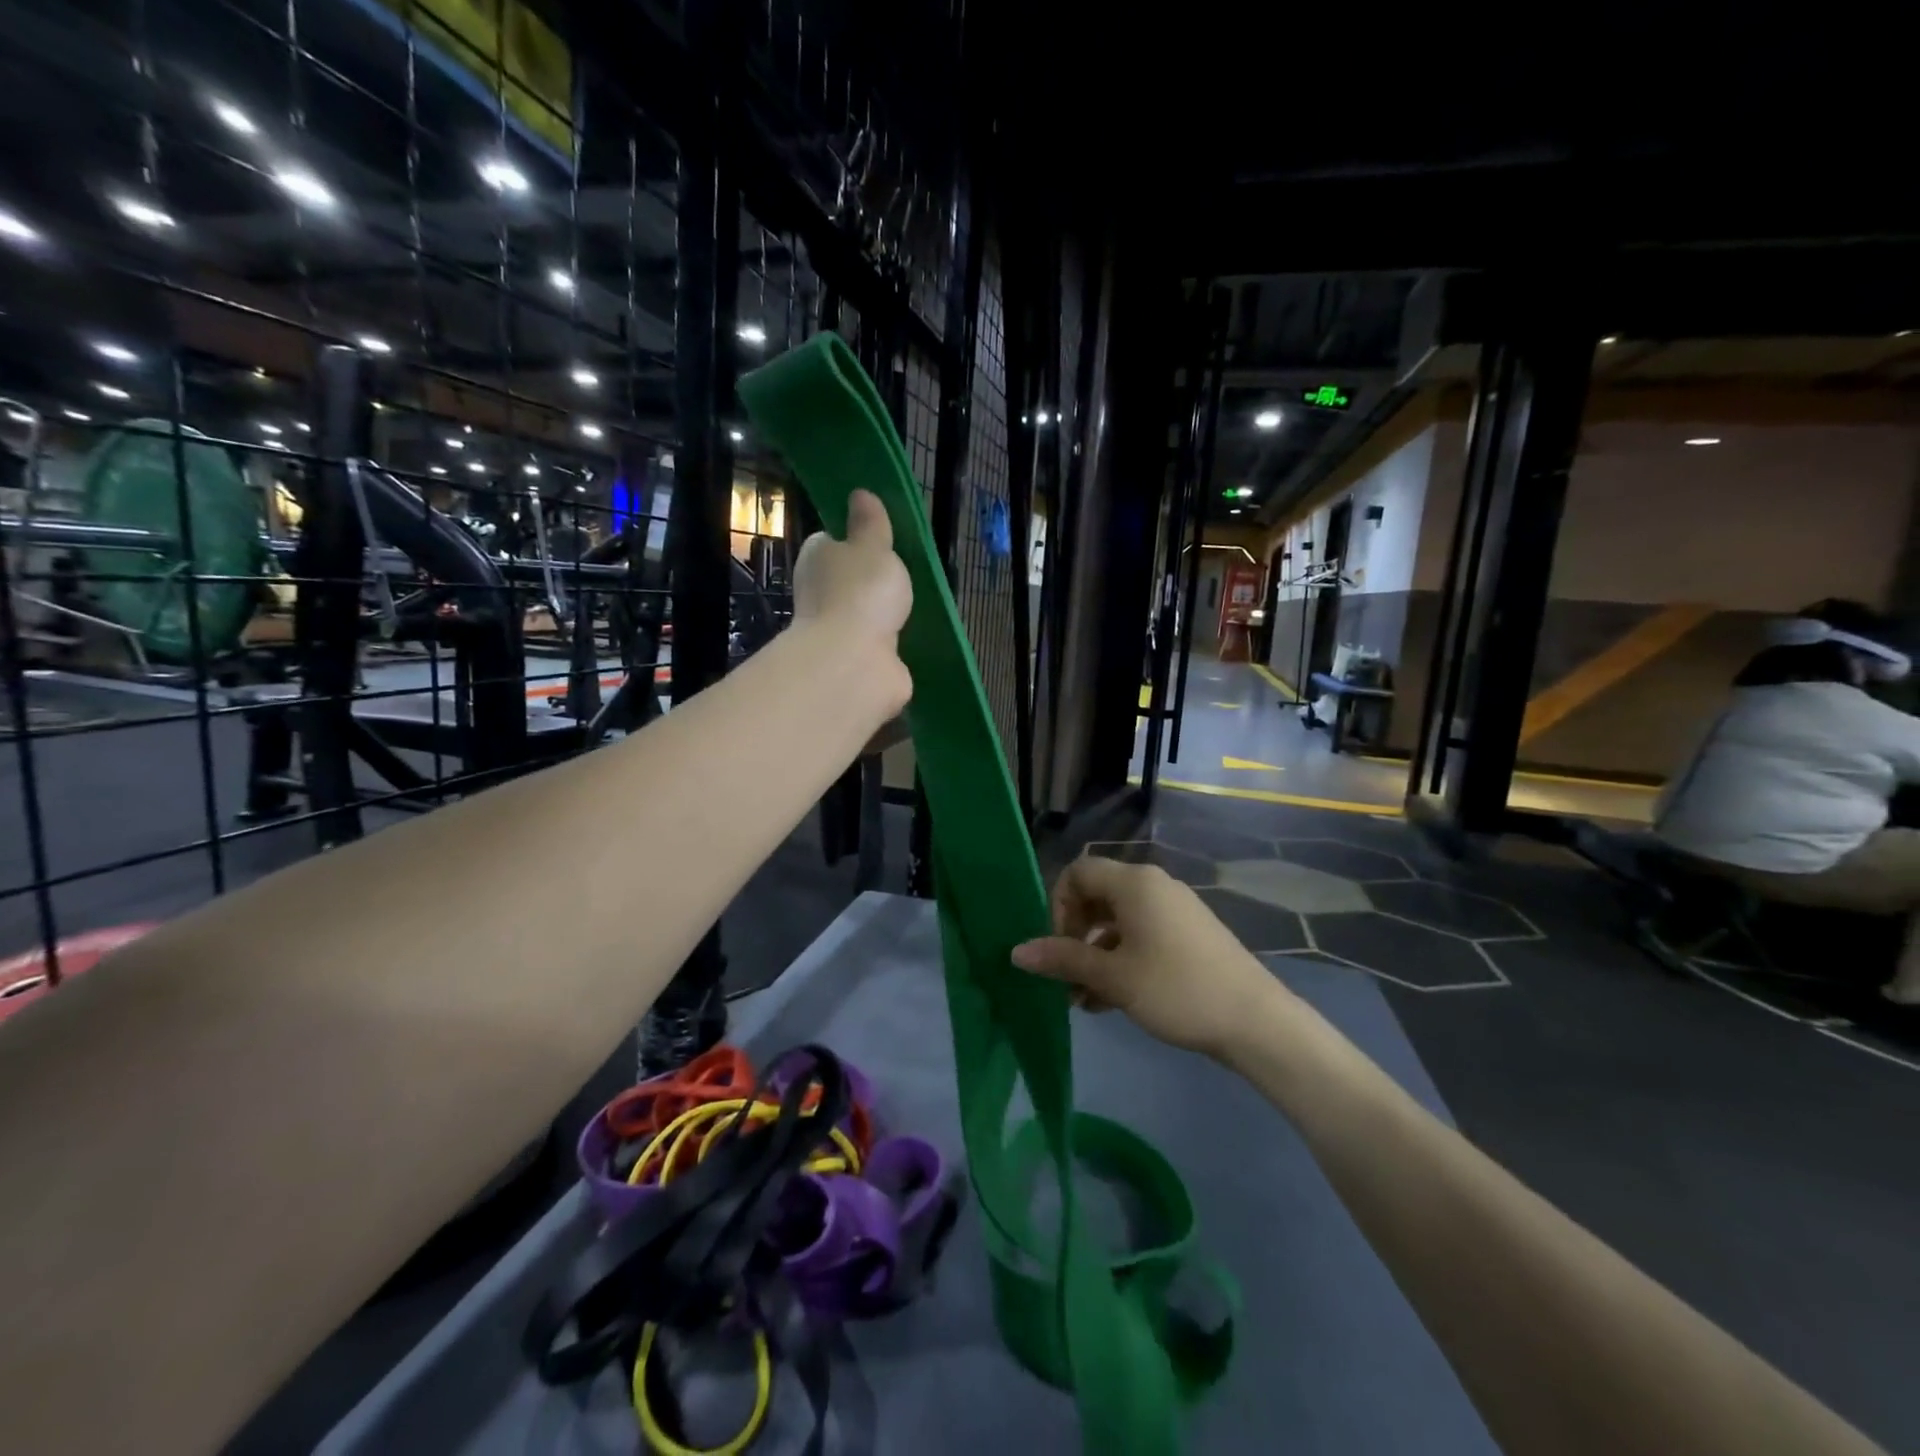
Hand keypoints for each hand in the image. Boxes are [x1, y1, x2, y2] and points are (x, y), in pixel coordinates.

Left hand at [792, 489, 912, 714]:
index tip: (881, 542)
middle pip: (848, 580)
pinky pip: (876, 646)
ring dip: (882, 614)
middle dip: (872, 581)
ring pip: (863, 615)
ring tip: (913, 606)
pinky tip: (910, 638)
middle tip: (904, 575)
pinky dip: (890, 643)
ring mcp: (837, 631)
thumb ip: (870, 523)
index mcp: (817, 559)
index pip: (832, 542)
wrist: (855, 662)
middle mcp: (820, 594)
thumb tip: (860, 494)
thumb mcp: (873, 546)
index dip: (855, 540)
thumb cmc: (862, 592)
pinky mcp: (855, 662)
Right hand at [1012, 854, 1282, 1057]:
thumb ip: (1062, 959)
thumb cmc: (1176, 989)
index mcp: (1134, 883)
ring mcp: (1174, 911)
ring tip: (1083, 1000)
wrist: (1255, 1022)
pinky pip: (1142, 937)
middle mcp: (1154, 886)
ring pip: (1118, 923)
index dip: (1058, 906)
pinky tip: (1110, 1001)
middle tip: (1066, 977)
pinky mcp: (1189, 936)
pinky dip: (1121, 961)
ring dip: (1094, 956)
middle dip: (1074, 936)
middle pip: (1097, 897)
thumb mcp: (1112, 977)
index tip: (1057, 947)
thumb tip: (1017, 952)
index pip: (1078, 873)